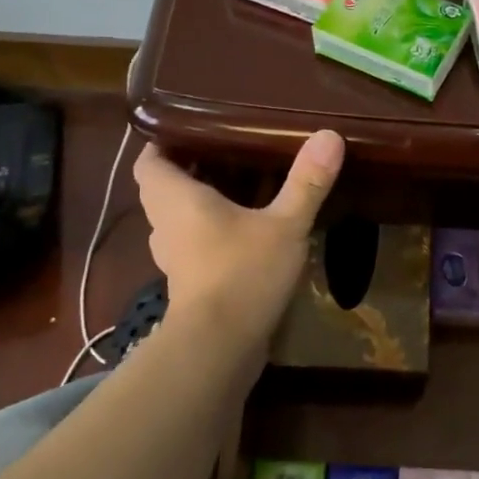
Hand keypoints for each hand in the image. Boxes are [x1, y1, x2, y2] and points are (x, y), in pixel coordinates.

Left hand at [132, 130, 343, 343]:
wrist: (219, 347)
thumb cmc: (242, 273)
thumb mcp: (285, 224)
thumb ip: (307, 182)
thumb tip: (330, 135)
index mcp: (176, 199)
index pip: (149, 161)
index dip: (162, 143)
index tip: (190, 130)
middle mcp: (165, 225)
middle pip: (162, 188)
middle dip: (188, 170)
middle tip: (226, 153)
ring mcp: (174, 259)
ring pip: (176, 220)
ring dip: (198, 204)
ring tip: (237, 188)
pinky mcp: (189, 285)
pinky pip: (192, 246)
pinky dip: (209, 235)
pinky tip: (243, 233)